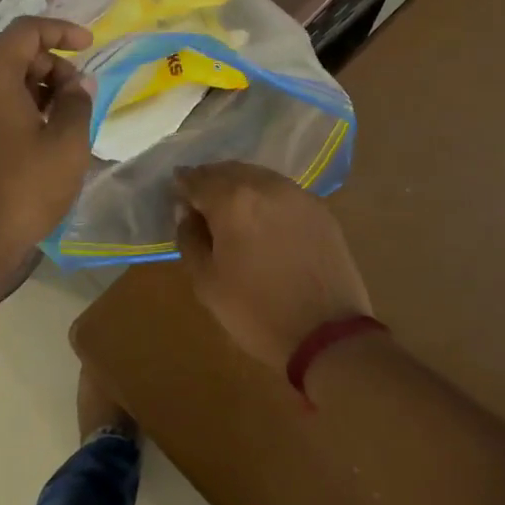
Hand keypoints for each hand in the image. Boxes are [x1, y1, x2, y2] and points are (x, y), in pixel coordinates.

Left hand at [0, 17, 94, 296]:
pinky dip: (16, 104)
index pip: (25, 31)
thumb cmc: (25, 190)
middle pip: (12, 54)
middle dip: (52, 65)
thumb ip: (78, 102)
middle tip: (80, 97)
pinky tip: (40, 133)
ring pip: (0, 79)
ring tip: (65, 118)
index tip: (90, 45)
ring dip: (36, 87)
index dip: (61, 30)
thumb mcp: (67, 144)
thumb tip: (78, 83)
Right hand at [174, 162, 370, 370]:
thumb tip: (187, 213)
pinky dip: (266, 198)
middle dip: (211, 182)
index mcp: (232, 200)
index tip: (177, 197)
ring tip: (231, 211)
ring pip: (258, 177)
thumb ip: (190, 239)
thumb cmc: (256, 311)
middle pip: (229, 170)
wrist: (327, 334)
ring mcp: (297, 194)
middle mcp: (265, 185)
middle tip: (201, 203)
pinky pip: (283, 192)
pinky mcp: (320, 209)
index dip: (182, 186)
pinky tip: (264, 220)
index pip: (197, 179)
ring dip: (239, 186)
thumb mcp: (207, 282)